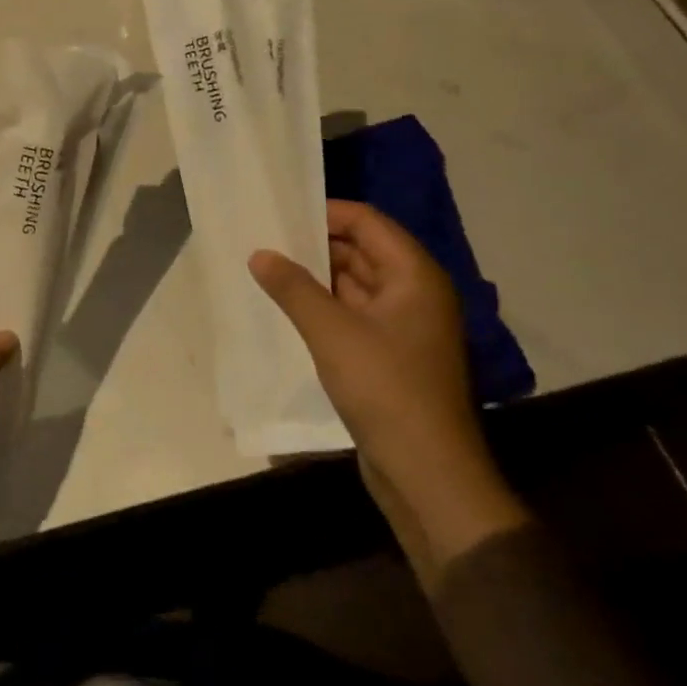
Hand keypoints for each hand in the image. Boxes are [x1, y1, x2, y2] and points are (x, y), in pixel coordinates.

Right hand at [250, 202, 527, 580]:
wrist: (427, 473)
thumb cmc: (385, 388)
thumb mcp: (331, 332)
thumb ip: (293, 288)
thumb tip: (259, 253)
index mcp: (414, 276)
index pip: (368, 222)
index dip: (326, 212)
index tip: (281, 214)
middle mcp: (415, 293)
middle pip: (363, 251)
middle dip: (316, 245)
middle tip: (266, 240)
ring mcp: (406, 327)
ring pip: (357, 285)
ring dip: (318, 278)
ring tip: (269, 270)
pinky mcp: (393, 356)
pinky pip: (355, 315)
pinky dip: (326, 308)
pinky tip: (290, 310)